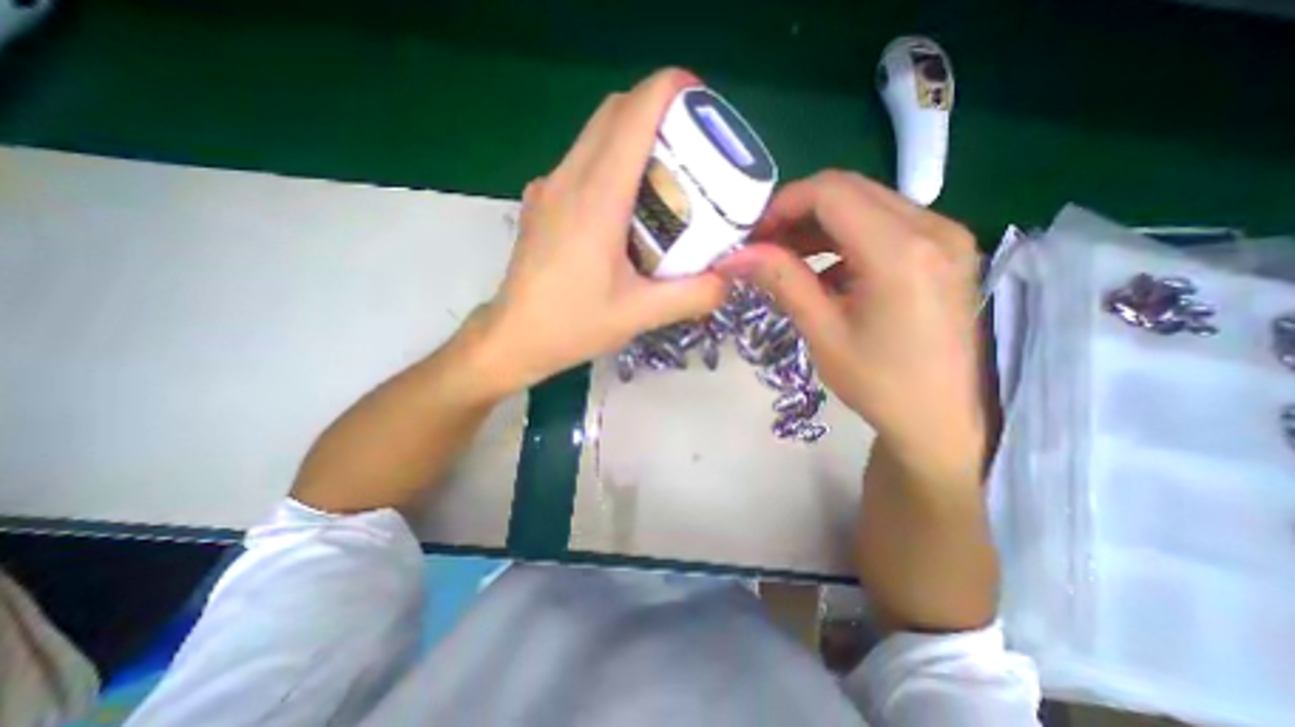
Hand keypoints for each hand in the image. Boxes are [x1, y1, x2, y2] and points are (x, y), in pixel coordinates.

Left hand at [476, 68, 725, 390]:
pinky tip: (627, 205)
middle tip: (694, 149)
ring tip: (665, 177)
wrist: (513, 338)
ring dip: (634, 137)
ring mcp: (548, 187)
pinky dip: (612, 161)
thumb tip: (729, 278)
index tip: (704, 110)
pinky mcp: (542, 201)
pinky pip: (581, 161)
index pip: (635, 113)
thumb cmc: (573, 325)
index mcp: (596, 198)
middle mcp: (568, 178)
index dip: (672, 92)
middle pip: (615, 112)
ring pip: (596, 133)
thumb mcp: (641, 315)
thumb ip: (694, 295)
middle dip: (659, 114)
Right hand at [719, 168, 981, 465]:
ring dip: (819, 225)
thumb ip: (781, 280)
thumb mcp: (822, 331)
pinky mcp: (945, 249)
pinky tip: (824, 269)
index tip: (753, 236)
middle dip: (797, 212)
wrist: (942, 419)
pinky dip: (845, 237)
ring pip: (866, 203)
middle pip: (849, 190)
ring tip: (785, 257)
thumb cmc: (879, 384)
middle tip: (763, 246)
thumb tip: (734, 256)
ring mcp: (945, 235)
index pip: (830, 193)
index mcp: (901, 252)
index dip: (782, 205)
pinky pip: (885, 223)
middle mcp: (932, 227)